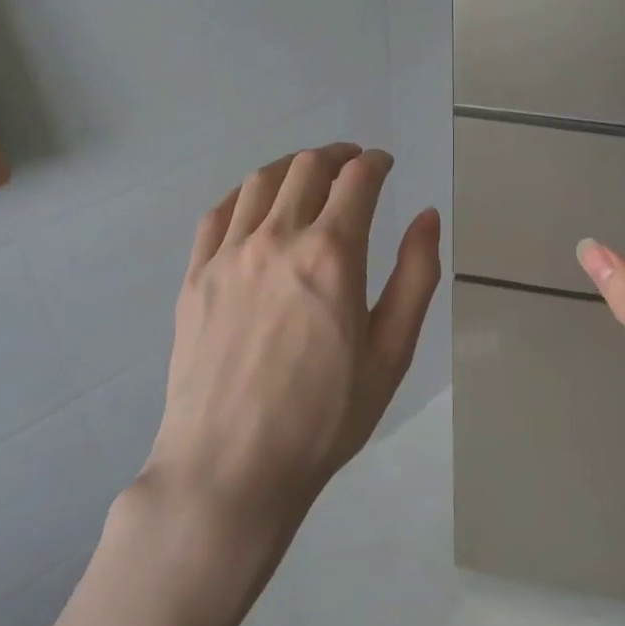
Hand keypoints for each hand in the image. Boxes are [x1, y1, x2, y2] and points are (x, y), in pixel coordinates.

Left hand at [144, 143, 441, 529]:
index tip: (385, 164)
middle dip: (338, 155)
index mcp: (333, 254)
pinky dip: (244, 194)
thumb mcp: (391, 353)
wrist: (230, 470)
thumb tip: (428, 216)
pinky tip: (255, 206)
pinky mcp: (196, 277)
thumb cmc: (324, 417)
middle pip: (308, 167)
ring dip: (292, 167)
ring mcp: (229, 255)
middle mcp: (279, 238)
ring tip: (308, 176)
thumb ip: (416, 276)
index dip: (376, 162)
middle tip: (353, 164)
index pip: (358, 179)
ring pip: (260, 180)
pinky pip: (218, 213)